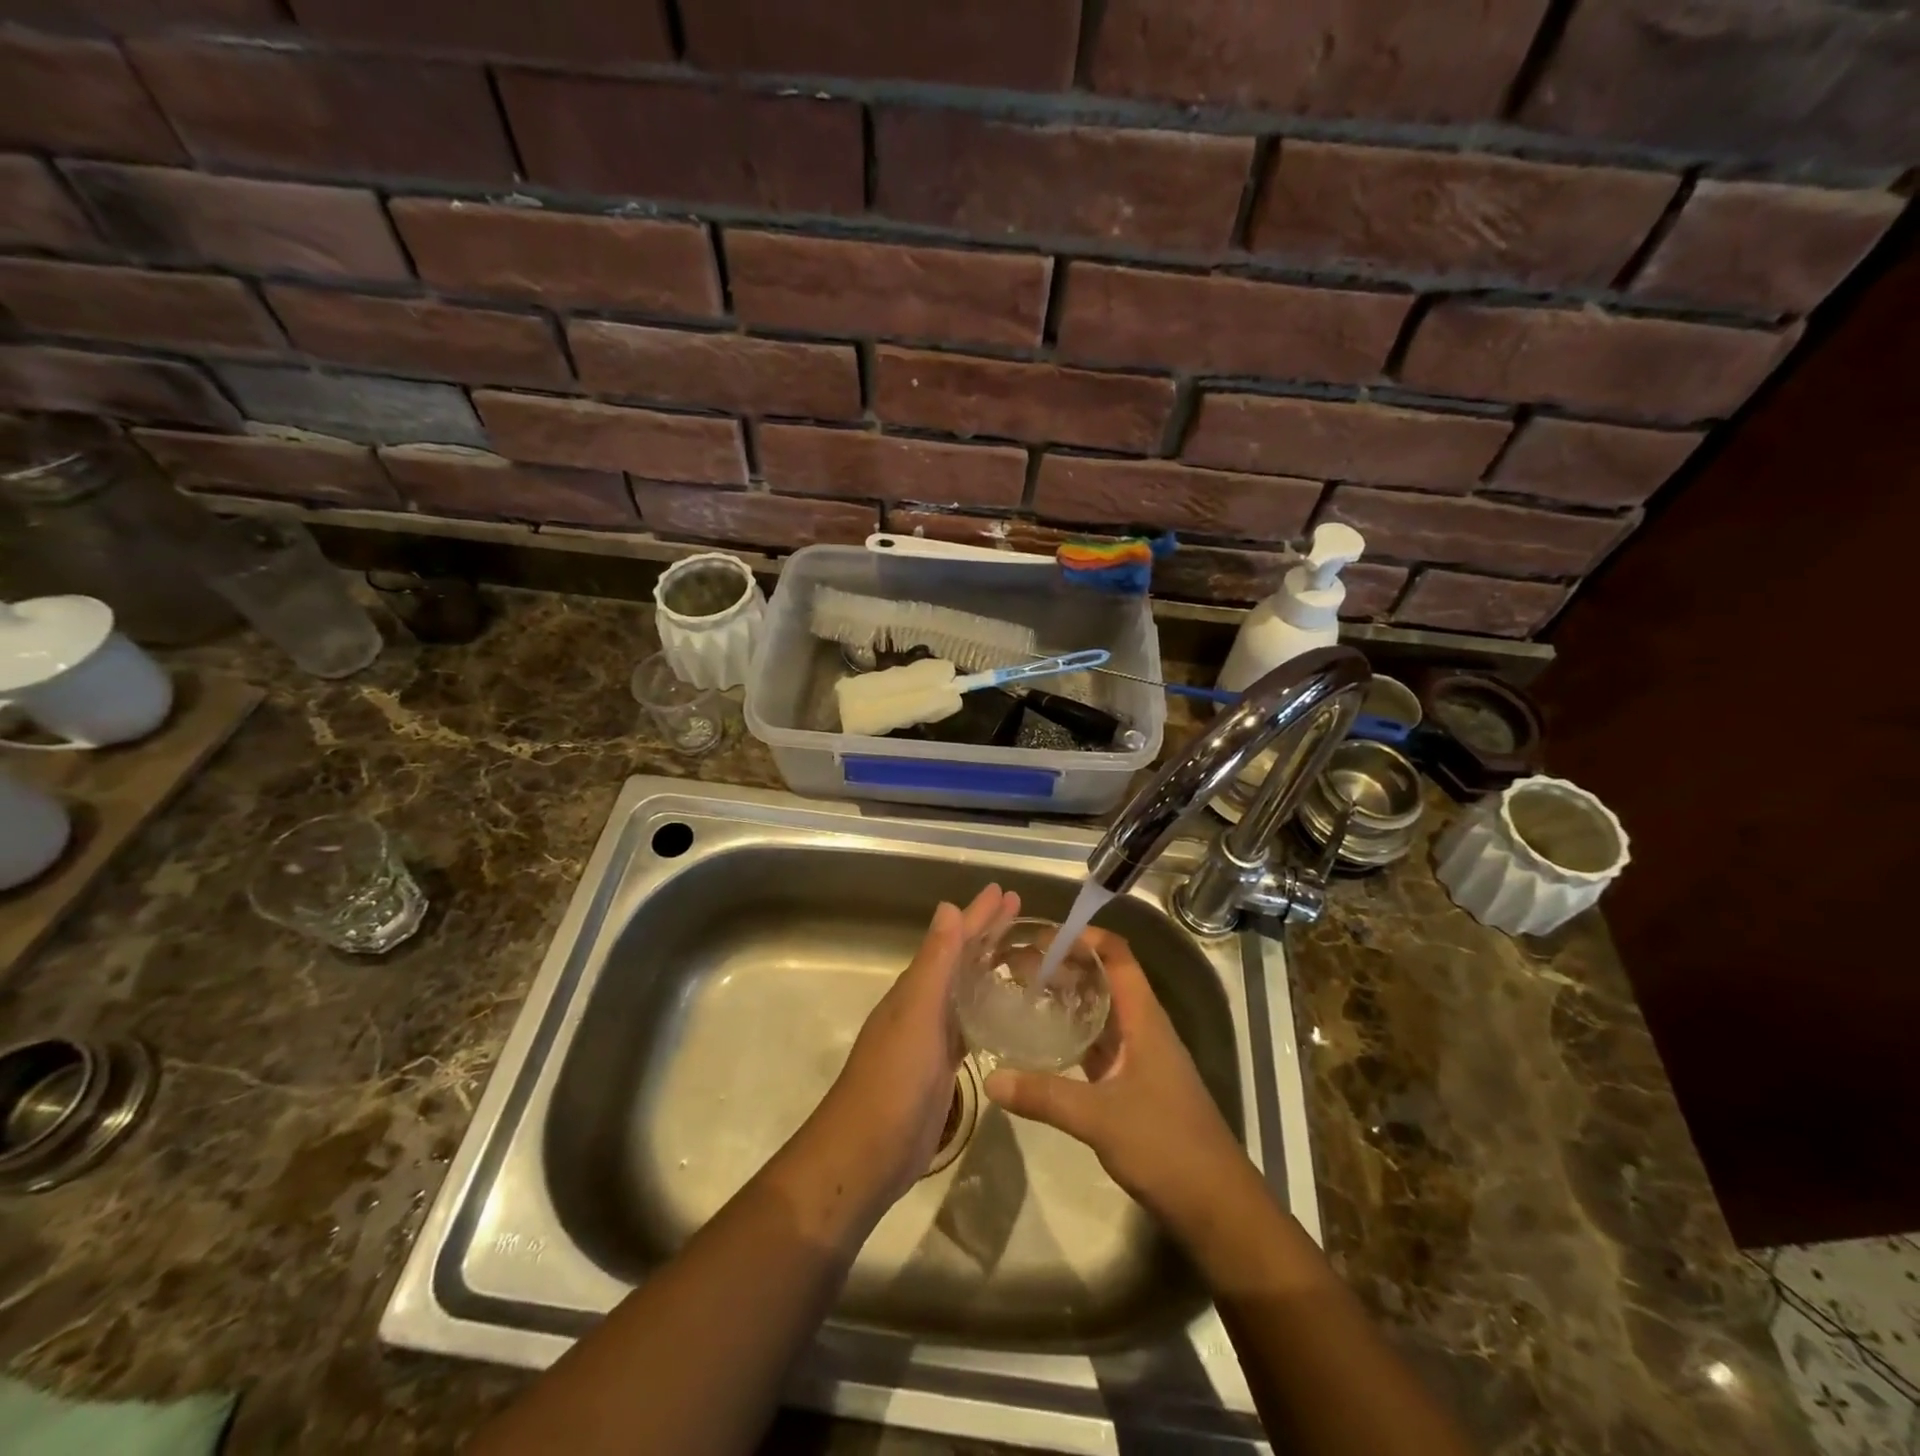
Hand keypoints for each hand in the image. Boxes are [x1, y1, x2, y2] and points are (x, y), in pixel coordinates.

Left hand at [815, 884, 1018, 1203]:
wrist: (868, 1153)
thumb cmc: (894, 1079)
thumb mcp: (917, 1015)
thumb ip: (934, 964)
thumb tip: (948, 908)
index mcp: (917, 988)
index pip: (954, 939)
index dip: (979, 915)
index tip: (1005, 891)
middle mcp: (923, 1005)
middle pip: (961, 960)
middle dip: (988, 934)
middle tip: (1019, 910)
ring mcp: (931, 1038)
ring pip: (966, 991)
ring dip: (989, 969)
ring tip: (1021, 955)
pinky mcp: (942, 1068)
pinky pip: (969, 1026)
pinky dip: (986, 1010)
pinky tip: (1004, 1013)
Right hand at [983, 927, 1251, 1234]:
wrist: (1216, 1206)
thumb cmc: (1166, 1146)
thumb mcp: (1099, 1118)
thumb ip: (1044, 1095)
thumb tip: (991, 1078)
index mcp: (1144, 1019)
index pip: (1117, 956)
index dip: (1084, 937)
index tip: (1041, 937)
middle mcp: (1144, 1028)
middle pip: (1105, 979)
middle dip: (1067, 966)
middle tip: (1020, 965)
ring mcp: (1142, 1058)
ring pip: (1102, 1013)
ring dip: (1069, 999)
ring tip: (1025, 994)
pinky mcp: (1136, 1085)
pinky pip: (1101, 1045)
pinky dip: (1074, 1035)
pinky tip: (1045, 1043)